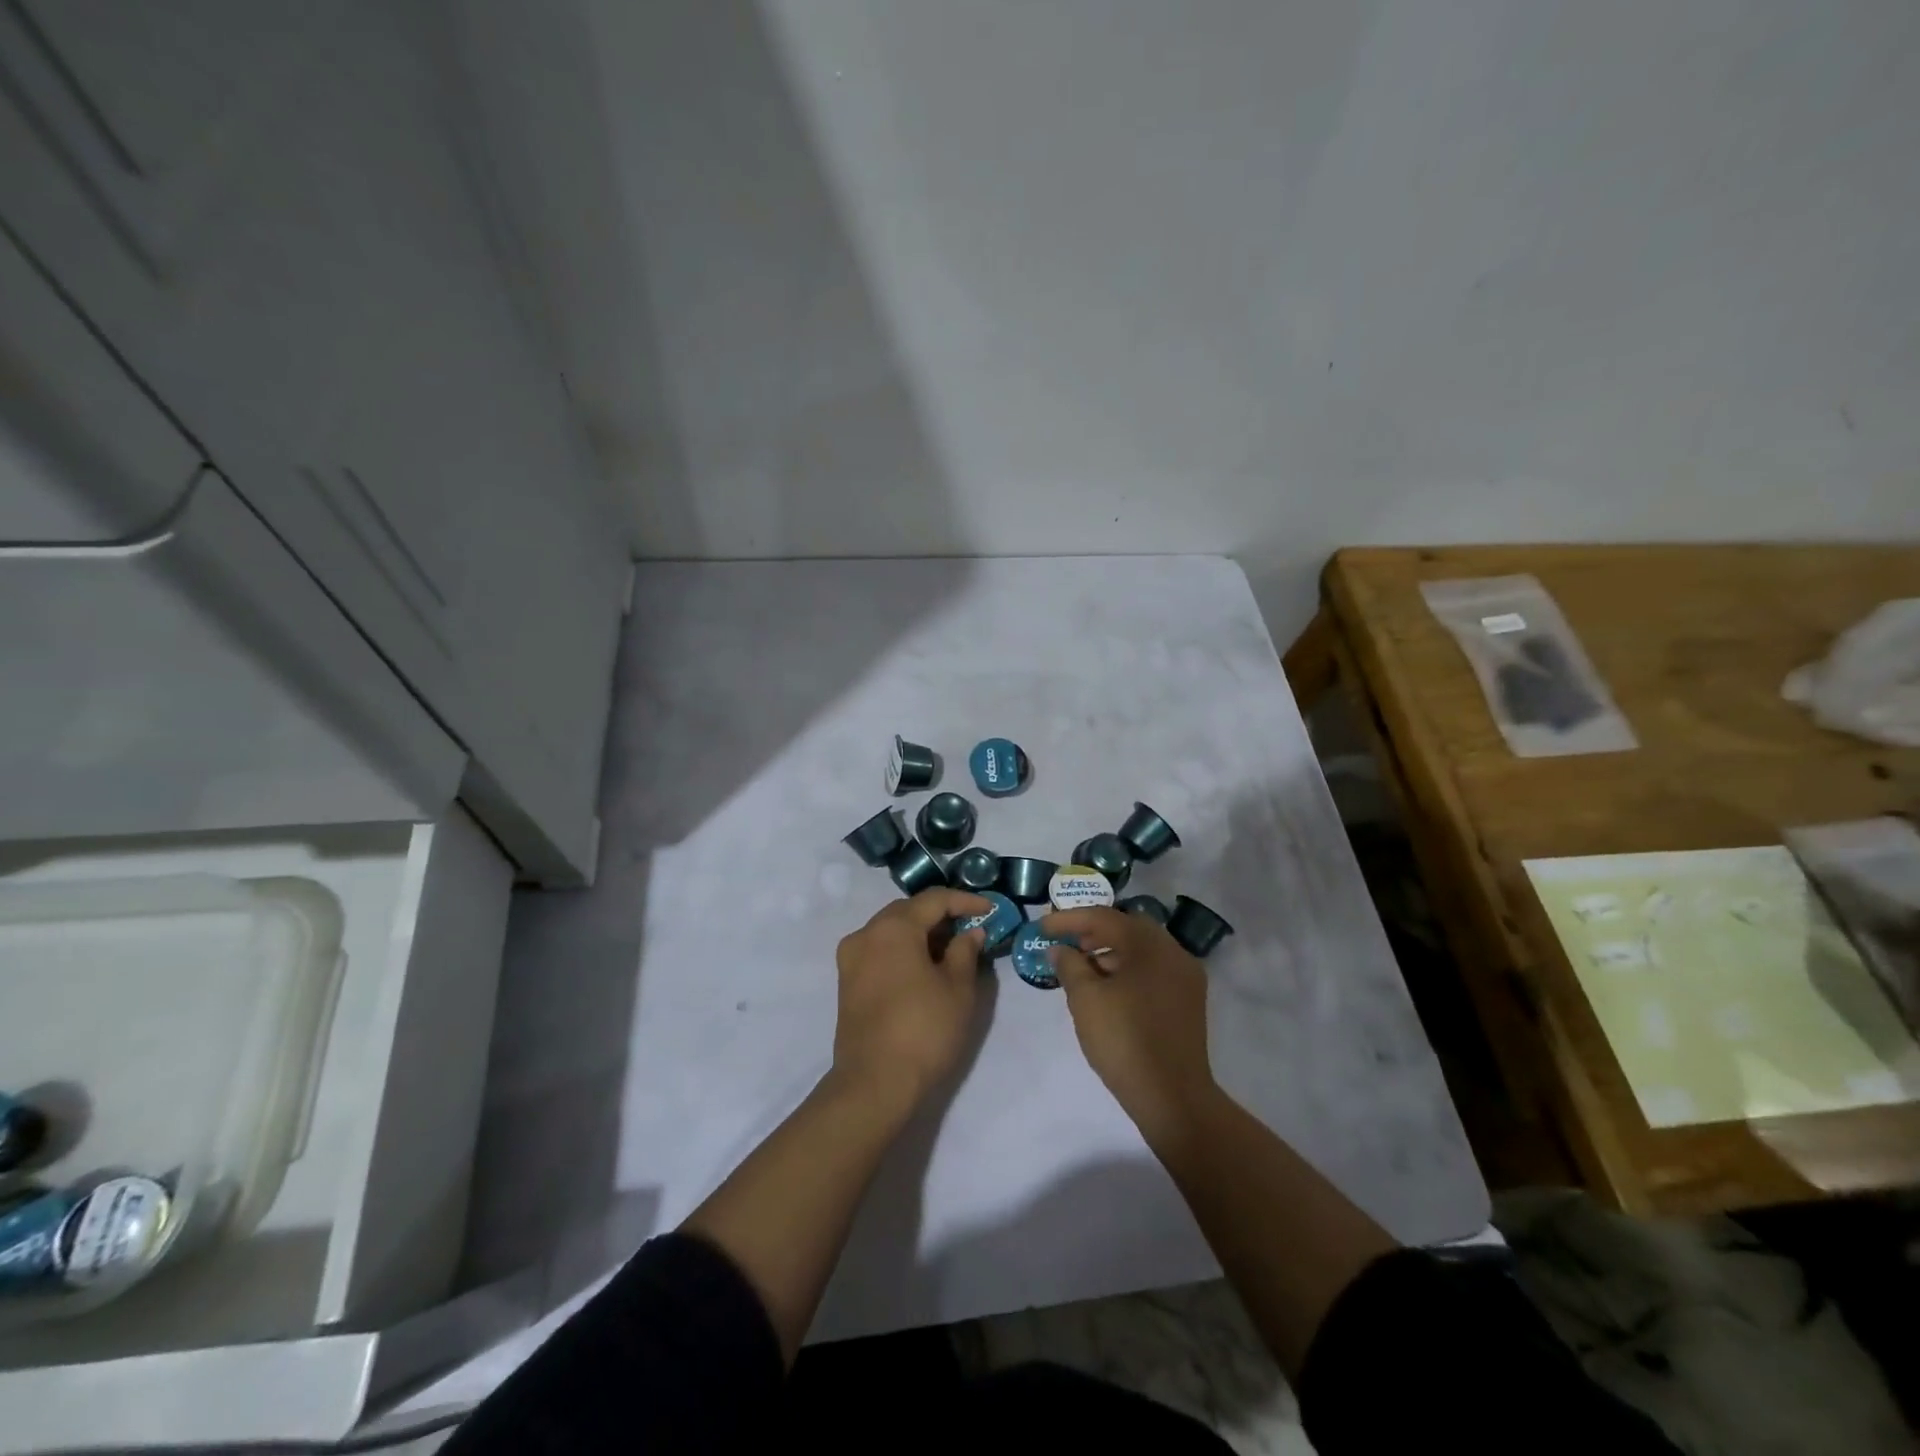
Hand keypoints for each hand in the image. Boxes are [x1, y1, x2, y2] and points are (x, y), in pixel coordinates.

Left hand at [832, 889, 990, 1112]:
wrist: (874, 1084)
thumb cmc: (924, 1030)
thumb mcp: (958, 989)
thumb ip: (966, 951)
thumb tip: (970, 932)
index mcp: (893, 927)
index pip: (934, 900)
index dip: (965, 901)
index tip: (990, 910)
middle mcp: (866, 934)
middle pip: (908, 911)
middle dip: (941, 915)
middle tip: (971, 928)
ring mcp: (851, 958)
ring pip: (891, 930)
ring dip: (921, 933)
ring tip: (951, 949)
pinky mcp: (847, 982)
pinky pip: (879, 950)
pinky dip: (903, 950)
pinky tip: (924, 967)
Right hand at [1044, 907, 1216, 1144]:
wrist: (1173, 1097)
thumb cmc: (1125, 1040)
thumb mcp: (1086, 999)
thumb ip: (1069, 965)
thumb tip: (1060, 949)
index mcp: (1149, 944)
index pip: (1103, 917)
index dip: (1069, 920)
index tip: (1042, 927)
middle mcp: (1173, 952)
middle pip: (1127, 929)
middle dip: (1092, 932)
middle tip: (1065, 943)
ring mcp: (1185, 977)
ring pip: (1141, 951)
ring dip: (1110, 952)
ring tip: (1081, 969)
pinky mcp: (1188, 1001)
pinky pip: (1152, 970)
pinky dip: (1127, 970)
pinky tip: (1107, 989)